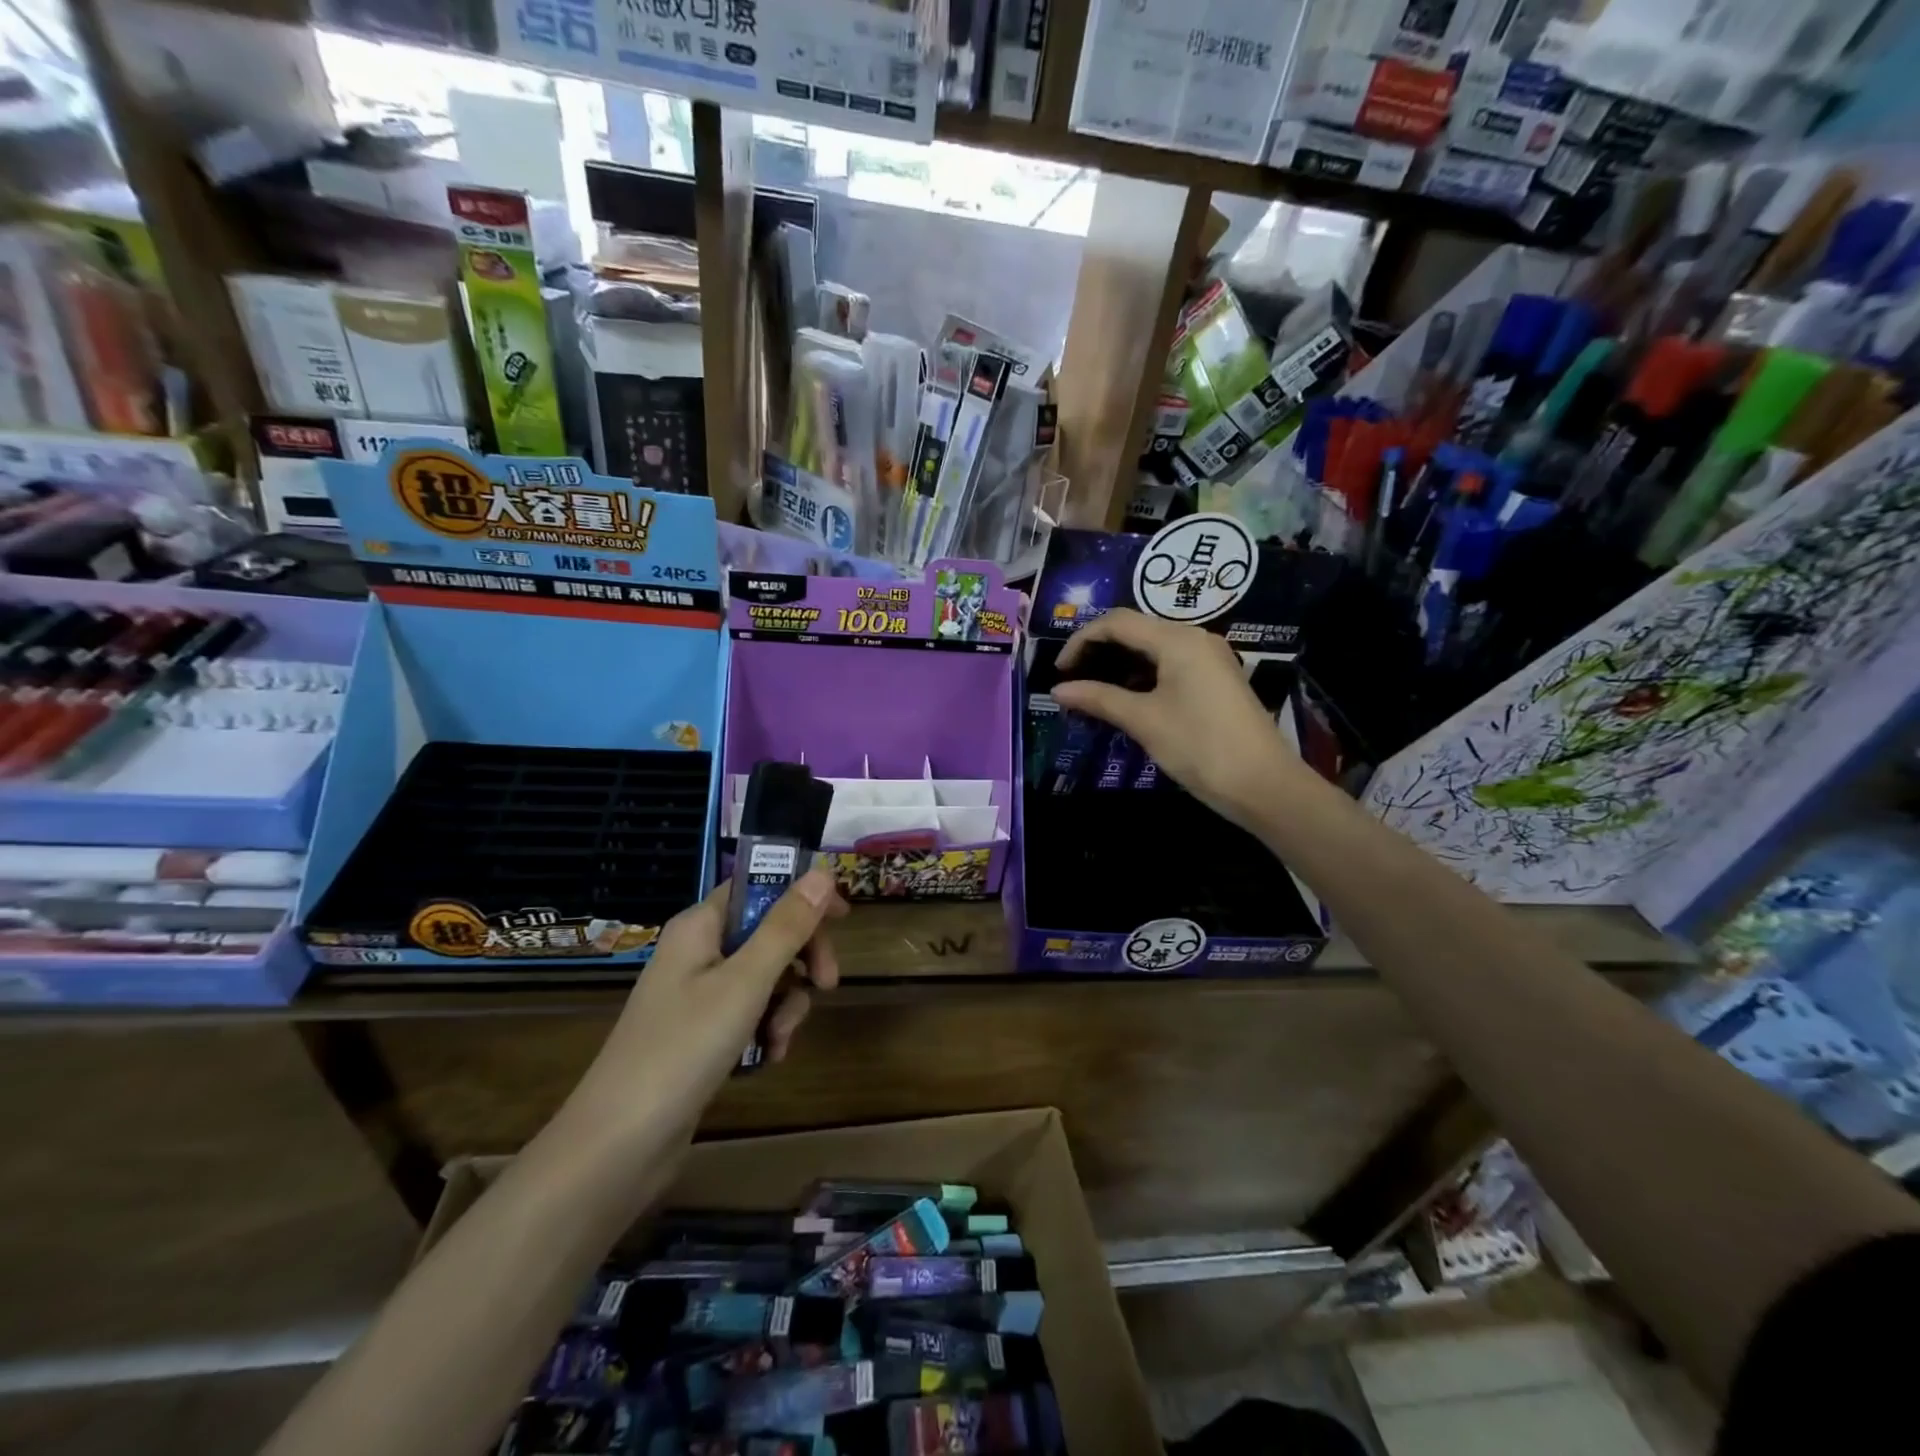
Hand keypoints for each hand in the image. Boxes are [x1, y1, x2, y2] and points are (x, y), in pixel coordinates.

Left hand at [577, 867, 846, 1128]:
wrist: (619, 1145)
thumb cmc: (684, 1047)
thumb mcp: (746, 981)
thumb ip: (787, 926)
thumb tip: (823, 872)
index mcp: (700, 926)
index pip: (758, 887)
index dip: (801, 895)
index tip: (843, 919)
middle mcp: (697, 952)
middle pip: (768, 933)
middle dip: (802, 959)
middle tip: (827, 984)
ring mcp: (697, 995)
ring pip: (765, 978)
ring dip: (786, 1004)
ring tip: (779, 1039)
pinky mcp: (701, 1034)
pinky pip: (749, 1014)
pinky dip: (766, 1030)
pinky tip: (767, 1058)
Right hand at [1052, 608, 1300, 828]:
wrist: (1263, 784)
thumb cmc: (1199, 746)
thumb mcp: (1143, 720)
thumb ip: (1098, 698)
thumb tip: (1058, 690)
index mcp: (1177, 640)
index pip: (1117, 622)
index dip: (1081, 640)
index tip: (1059, 671)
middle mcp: (1195, 638)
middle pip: (1135, 630)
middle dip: (1099, 651)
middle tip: (1072, 680)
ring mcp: (1209, 659)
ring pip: (1152, 649)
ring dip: (1119, 665)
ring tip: (1093, 693)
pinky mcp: (1216, 680)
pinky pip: (1169, 665)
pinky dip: (1142, 677)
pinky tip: (1125, 700)